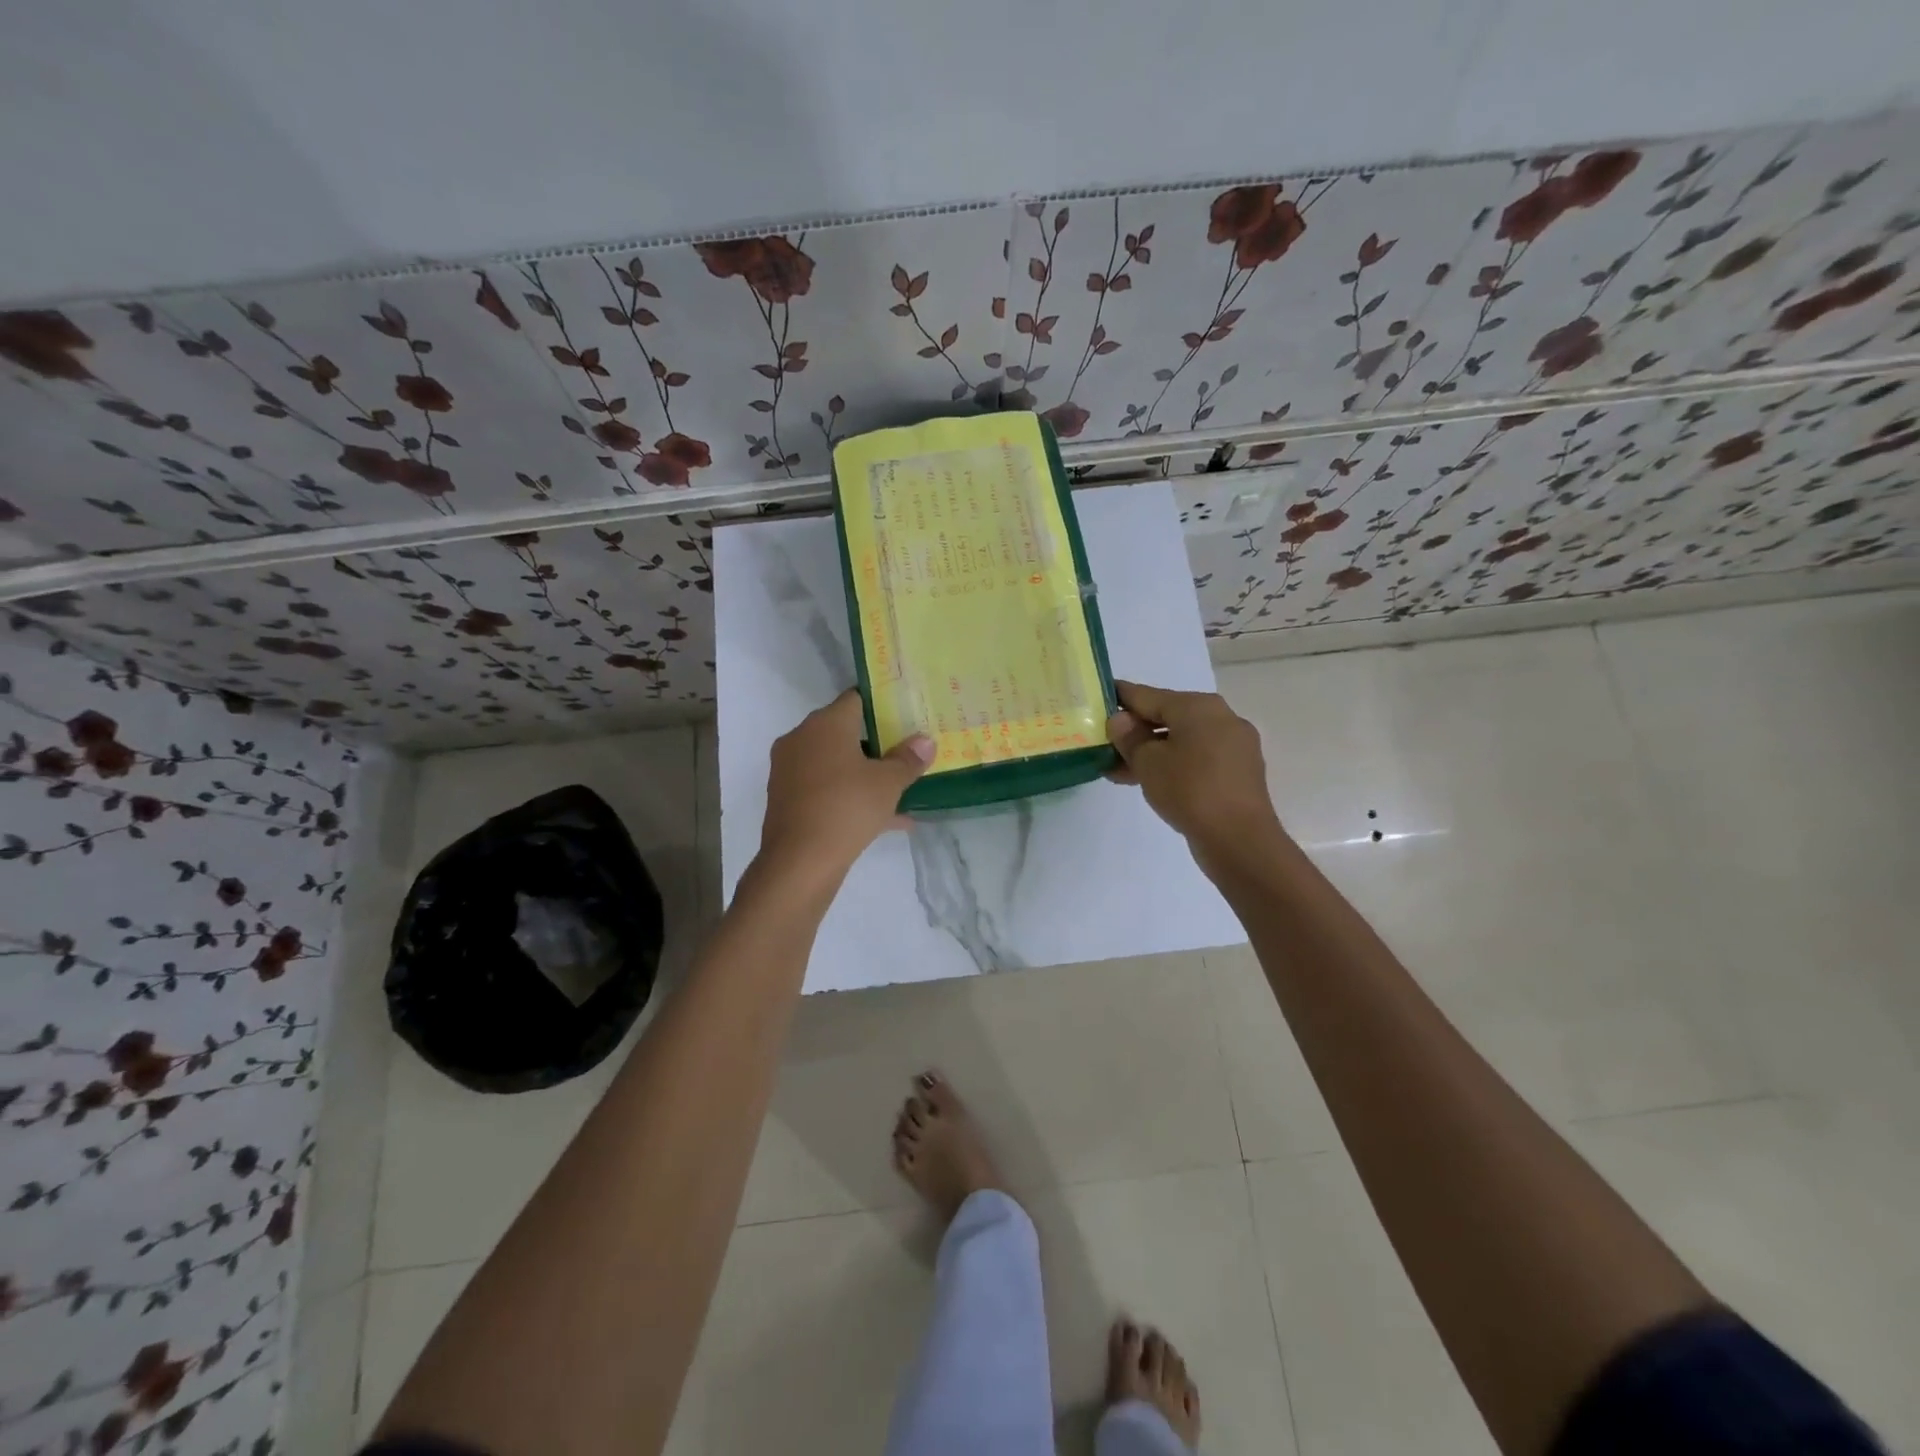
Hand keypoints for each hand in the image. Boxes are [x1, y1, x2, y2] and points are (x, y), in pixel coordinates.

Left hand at [756, 690, 934, 888]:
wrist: (799, 862)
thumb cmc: (847, 808)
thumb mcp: (888, 783)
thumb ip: (908, 759)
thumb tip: (925, 740)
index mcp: (825, 724)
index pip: (855, 698)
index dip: (881, 704)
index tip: (904, 715)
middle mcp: (802, 739)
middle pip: (844, 732)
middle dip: (876, 743)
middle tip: (906, 752)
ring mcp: (790, 770)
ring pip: (835, 764)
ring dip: (864, 774)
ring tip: (900, 790)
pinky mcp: (787, 799)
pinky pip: (825, 789)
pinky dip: (849, 797)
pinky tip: (886, 821)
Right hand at [1107, 680, 1283, 866]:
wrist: (1239, 840)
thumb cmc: (1189, 790)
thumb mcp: (1148, 762)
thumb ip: (1129, 737)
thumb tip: (1121, 720)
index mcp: (1198, 706)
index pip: (1148, 695)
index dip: (1120, 697)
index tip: (1100, 696)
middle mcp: (1221, 717)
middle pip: (1167, 717)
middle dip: (1135, 731)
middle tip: (1104, 743)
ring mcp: (1234, 745)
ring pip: (1182, 740)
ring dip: (1151, 752)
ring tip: (1118, 770)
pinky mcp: (1237, 771)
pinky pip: (1197, 758)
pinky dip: (1172, 764)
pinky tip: (1149, 780)